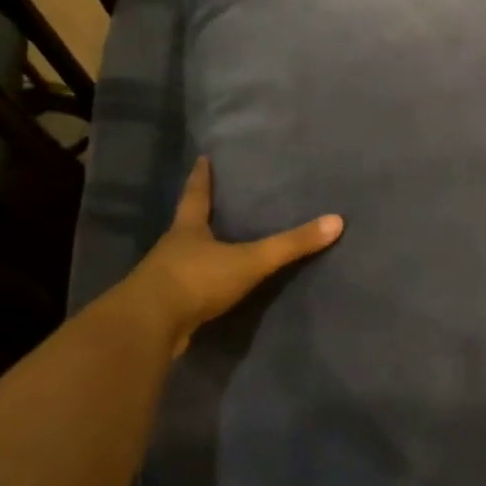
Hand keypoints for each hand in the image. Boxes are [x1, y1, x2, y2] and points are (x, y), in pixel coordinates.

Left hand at [124, 157, 342, 351]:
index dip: (201, 177)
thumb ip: (291, 245)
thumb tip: (336, 221)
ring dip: (197, 255)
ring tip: (217, 249)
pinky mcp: (164, 310)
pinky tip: (210, 294)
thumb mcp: (250, 260)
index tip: (202, 158)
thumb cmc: (196, 280)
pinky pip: (185, 293)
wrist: (149, 327)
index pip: (196, 195)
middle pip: (186, 226)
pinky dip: (197, 289)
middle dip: (199, 216)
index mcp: (188, 230)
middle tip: (215, 204)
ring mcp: (164, 280)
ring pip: (184, 260)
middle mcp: (172, 250)